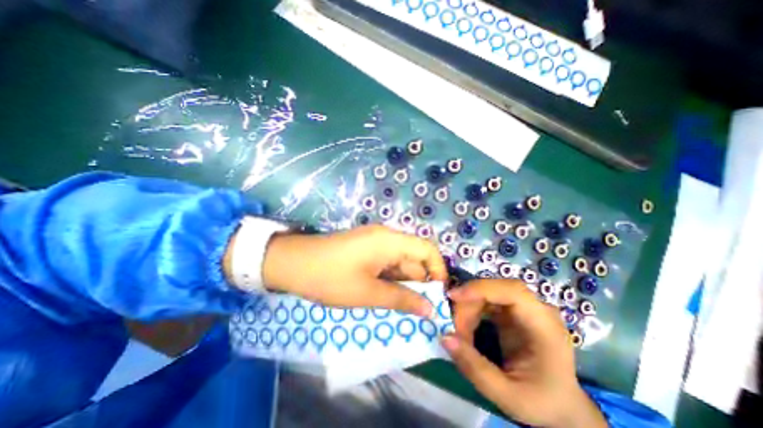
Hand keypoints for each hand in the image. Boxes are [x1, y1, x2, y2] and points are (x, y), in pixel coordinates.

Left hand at [259, 226, 448, 315]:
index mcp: (390, 241)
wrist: (292, 263)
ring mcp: (375, 242)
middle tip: (419, 311)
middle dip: (419, 283)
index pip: (427, 249)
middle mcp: (387, 237)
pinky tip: (384, 295)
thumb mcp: (368, 293)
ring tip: (400, 307)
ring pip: (400, 262)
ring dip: (403, 283)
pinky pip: (387, 263)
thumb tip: (430, 309)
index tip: (436, 296)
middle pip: (414, 257)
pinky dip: (390, 279)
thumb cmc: (330, 277)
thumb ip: (402, 300)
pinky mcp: (366, 249)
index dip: (438, 271)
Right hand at [446, 279, 604, 427]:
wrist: (560, 406)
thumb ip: (475, 368)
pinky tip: (467, 328)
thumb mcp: (508, 396)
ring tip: (460, 333)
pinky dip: (471, 311)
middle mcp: (535, 309)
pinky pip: (485, 301)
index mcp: (544, 326)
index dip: (482, 288)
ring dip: (467, 308)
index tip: (454, 296)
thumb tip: (445, 337)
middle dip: (468, 303)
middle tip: (453, 327)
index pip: (513, 291)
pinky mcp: (511, 311)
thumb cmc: (541, 402)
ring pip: (486, 293)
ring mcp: (523, 308)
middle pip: (494, 290)